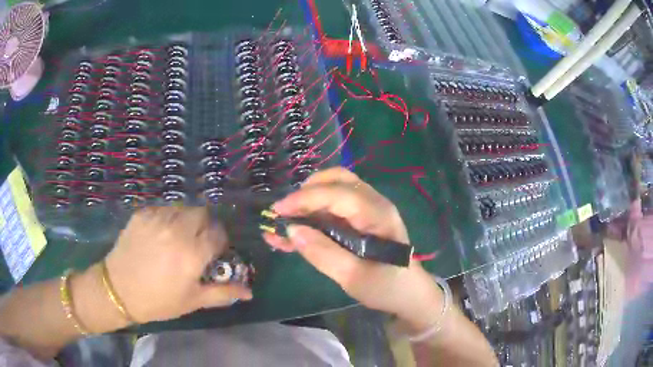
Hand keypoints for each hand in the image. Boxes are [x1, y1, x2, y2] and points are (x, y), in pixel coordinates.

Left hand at [103, 206, 251, 323]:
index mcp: (192, 253)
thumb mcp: (192, 301)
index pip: (218, 233)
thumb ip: (222, 293)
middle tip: (196, 242)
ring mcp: (157, 218)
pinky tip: (159, 235)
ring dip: (186, 220)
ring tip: (177, 238)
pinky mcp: (142, 214)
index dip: (220, 241)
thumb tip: (249, 292)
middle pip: (202, 213)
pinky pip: (163, 209)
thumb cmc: (158, 301)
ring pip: (183, 208)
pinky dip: (168, 218)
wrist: (118, 290)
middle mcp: (177, 230)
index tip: (214, 251)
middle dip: (205, 226)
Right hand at [263, 168, 441, 320]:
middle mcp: (374, 204)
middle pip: (337, 180)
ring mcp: (368, 209)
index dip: (305, 198)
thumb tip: (292, 230)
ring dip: (307, 200)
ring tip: (285, 222)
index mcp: (378, 215)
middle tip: (284, 213)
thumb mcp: (354, 278)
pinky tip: (294, 230)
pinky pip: (334, 206)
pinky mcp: (361, 219)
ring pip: (333, 189)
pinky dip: (313, 213)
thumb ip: (323, 253)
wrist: (408, 294)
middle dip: (306, 192)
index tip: (277, 211)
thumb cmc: (387, 287)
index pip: (338, 193)